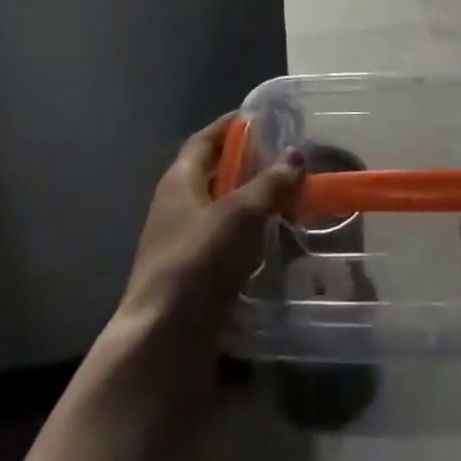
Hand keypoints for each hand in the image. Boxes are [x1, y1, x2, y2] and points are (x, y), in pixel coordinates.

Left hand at [97, 115, 303, 402]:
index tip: (262, 118)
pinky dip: (246, 238)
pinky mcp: (190, 279)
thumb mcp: (242, 214)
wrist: (164, 342)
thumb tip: (296, 156)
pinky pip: (222, 245)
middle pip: (212, 174)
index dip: (231, 126)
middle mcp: (175, 207)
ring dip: (249, 204)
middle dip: (246, 165)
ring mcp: (179, 245)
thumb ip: (271, 183)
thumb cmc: (199, 261)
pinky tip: (272, 245)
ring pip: (219, 212)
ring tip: (286, 200)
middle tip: (284, 160)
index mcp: (179, 181)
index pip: (205, 140)